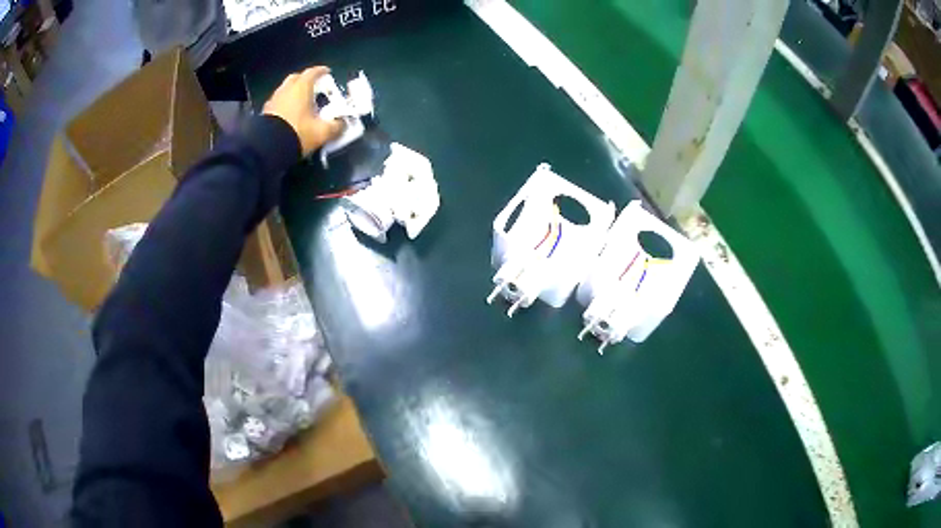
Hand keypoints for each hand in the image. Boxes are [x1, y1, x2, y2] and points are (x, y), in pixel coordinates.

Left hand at [262, 67, 344, 155]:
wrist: (267, 148)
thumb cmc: (297, 133)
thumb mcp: (322, 132)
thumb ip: (336, 127)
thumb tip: (342, 124)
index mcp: (301, 88)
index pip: (313, 72)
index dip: (321, 71)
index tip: (327, 72)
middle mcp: (286, 89)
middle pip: (296, 78)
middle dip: (305, 79)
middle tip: (313, 87)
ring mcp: (273, 100)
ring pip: (285, 90)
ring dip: (293, 92)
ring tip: (301, 102)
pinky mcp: (265, 112)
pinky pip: (277, 102)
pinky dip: (284, 104)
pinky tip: (288, 114)